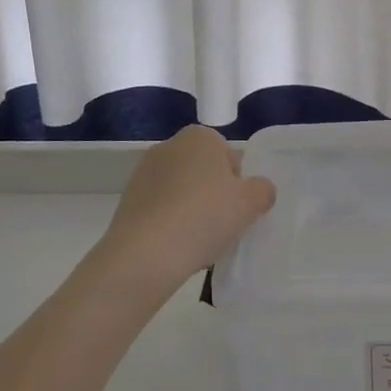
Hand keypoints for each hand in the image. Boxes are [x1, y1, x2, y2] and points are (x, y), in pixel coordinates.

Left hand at [92, 125, 276, 294]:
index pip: (229, 155)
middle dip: (214, 194)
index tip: (237, 207)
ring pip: (182, 190)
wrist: (145, 253)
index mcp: (200, 137)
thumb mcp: (251, 203)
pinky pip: (161, 208)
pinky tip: (177, 245)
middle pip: (204, 171)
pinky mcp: (127, 200)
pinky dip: (170, 222)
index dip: (238, 182)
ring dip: (192, 209)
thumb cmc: (204, 217)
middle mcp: (169, 146)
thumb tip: (258, 189)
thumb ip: (263, 190)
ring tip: (199, 241)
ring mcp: (143, 172)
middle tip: (222, 224)